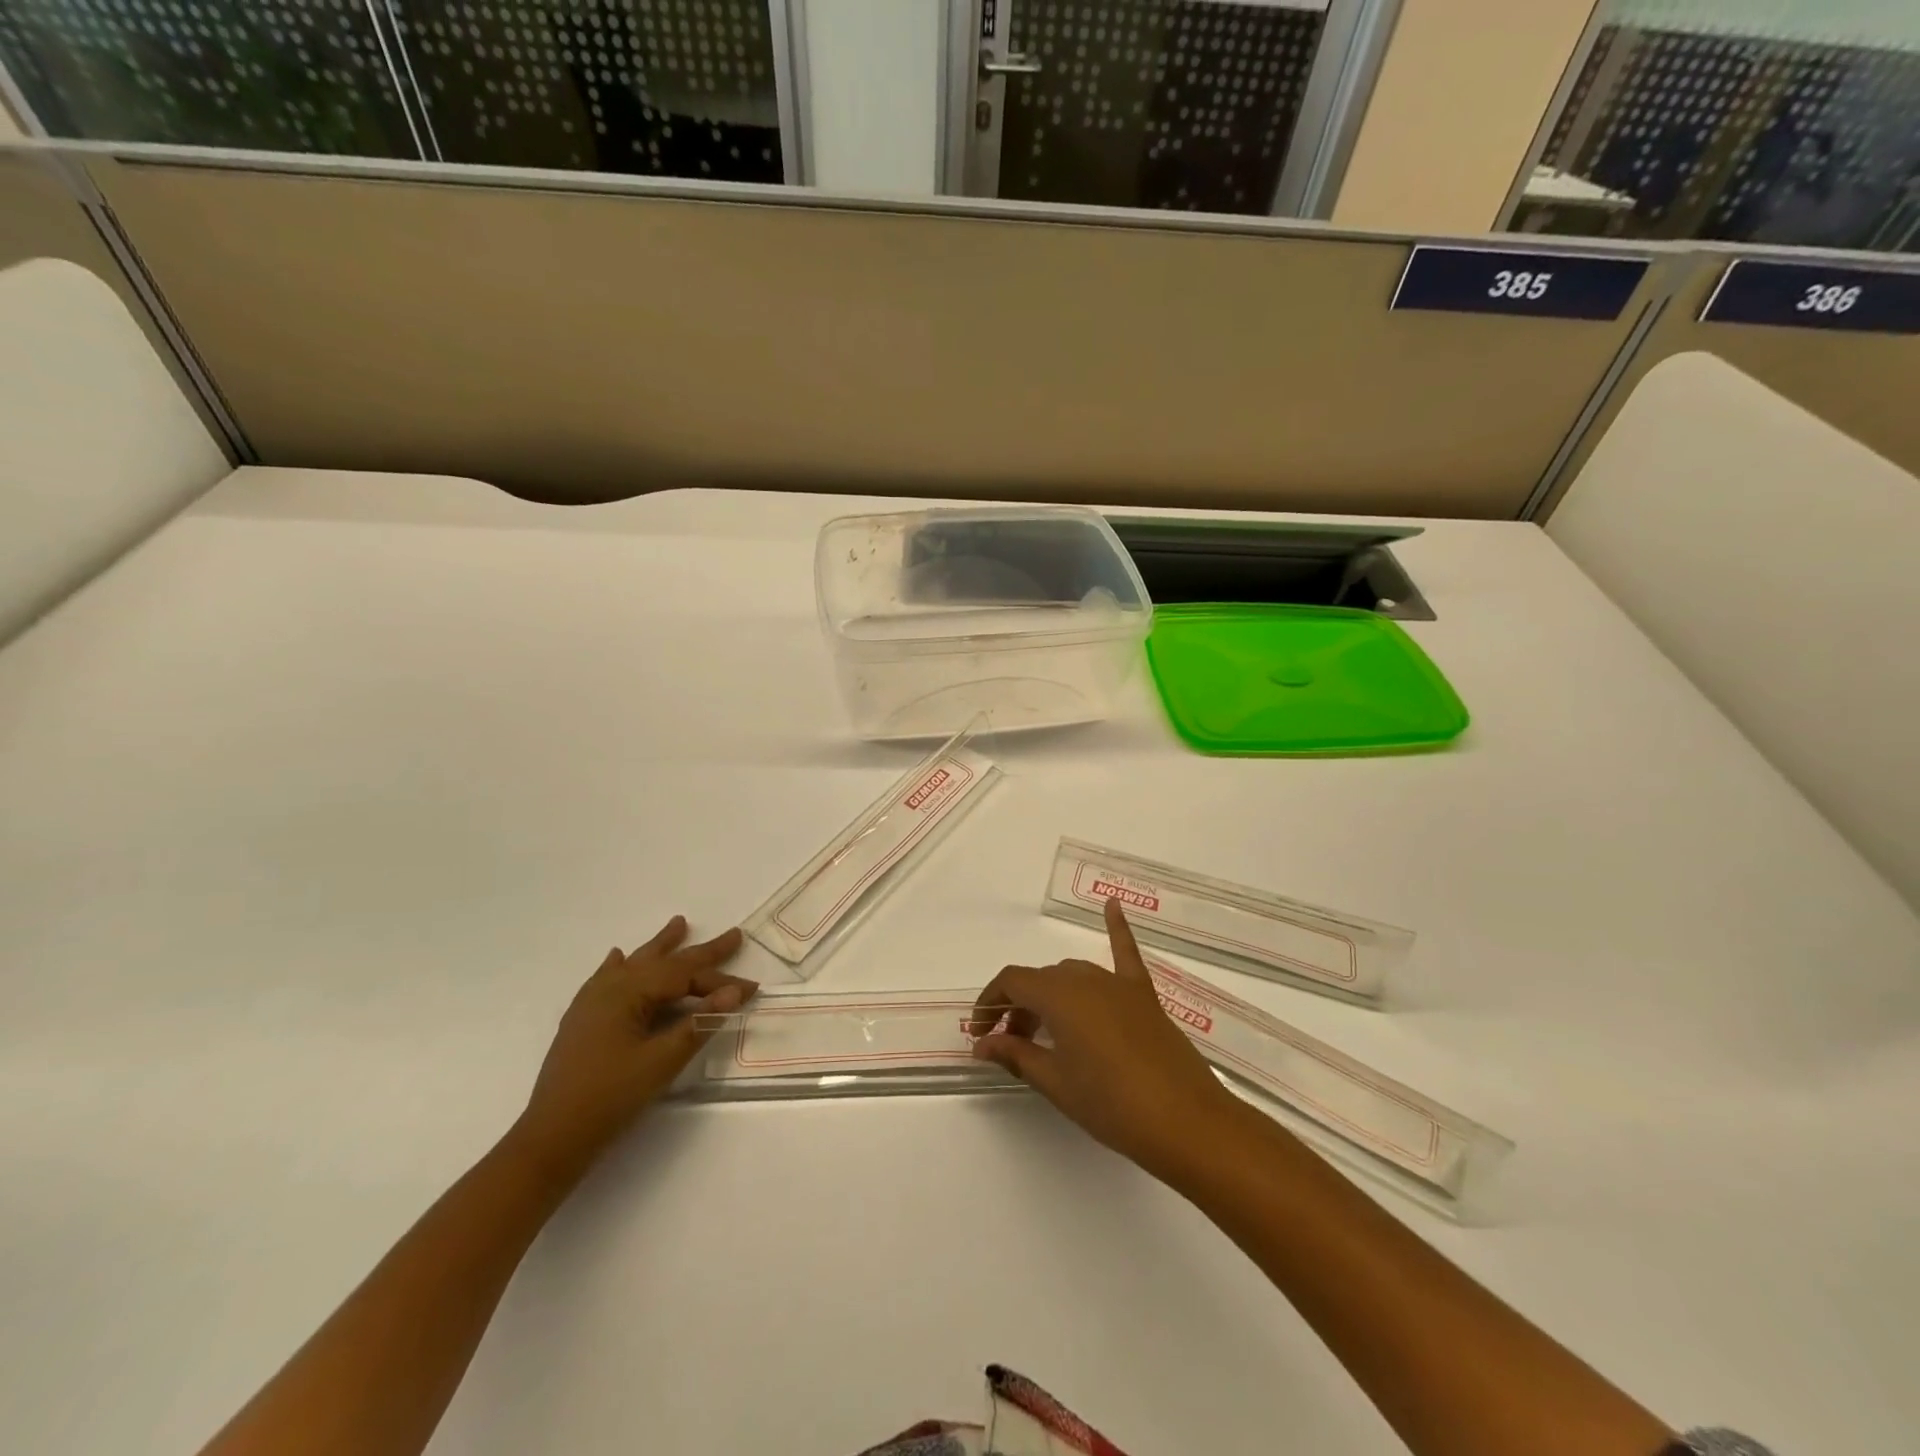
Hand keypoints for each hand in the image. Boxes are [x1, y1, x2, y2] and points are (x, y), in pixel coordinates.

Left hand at [514, 917, 756, 1175]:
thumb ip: (699, 1023)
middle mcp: (609, 987)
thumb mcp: (662, 1061)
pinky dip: (620, 966)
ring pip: (635, 964)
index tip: (752, 989)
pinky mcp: (582, 1020)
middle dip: (700, 952)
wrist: (552, 1138)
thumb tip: (734, 993)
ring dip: (660, 947)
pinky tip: (618, 957)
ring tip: (679, 924)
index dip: (720, 981)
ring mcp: (592, 1002)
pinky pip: (606, 979)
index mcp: (629, 992)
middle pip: (664, 963)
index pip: (685, 977)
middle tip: (733, 935)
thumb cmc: (611, 1097)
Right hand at [970, 897, 1237, 1182]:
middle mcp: (1086, 978)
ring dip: (1051, 995)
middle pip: (1041, 981)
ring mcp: (1118, 984)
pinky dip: (1116, 928)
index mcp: (1059, 996)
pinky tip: (1111, 903)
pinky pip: (1126, 953)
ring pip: (1072, 975)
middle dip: (1018, 1008)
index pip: (1012, 982)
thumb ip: (1016, 1055)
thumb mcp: (1056, 1083)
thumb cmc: (1112, 1105)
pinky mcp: (1144, 995)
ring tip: (1042, 1031)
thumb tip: (982, 1043)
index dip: (989, 1003)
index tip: (980, 1034)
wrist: (1188, 1123)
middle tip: (1011, 1047)